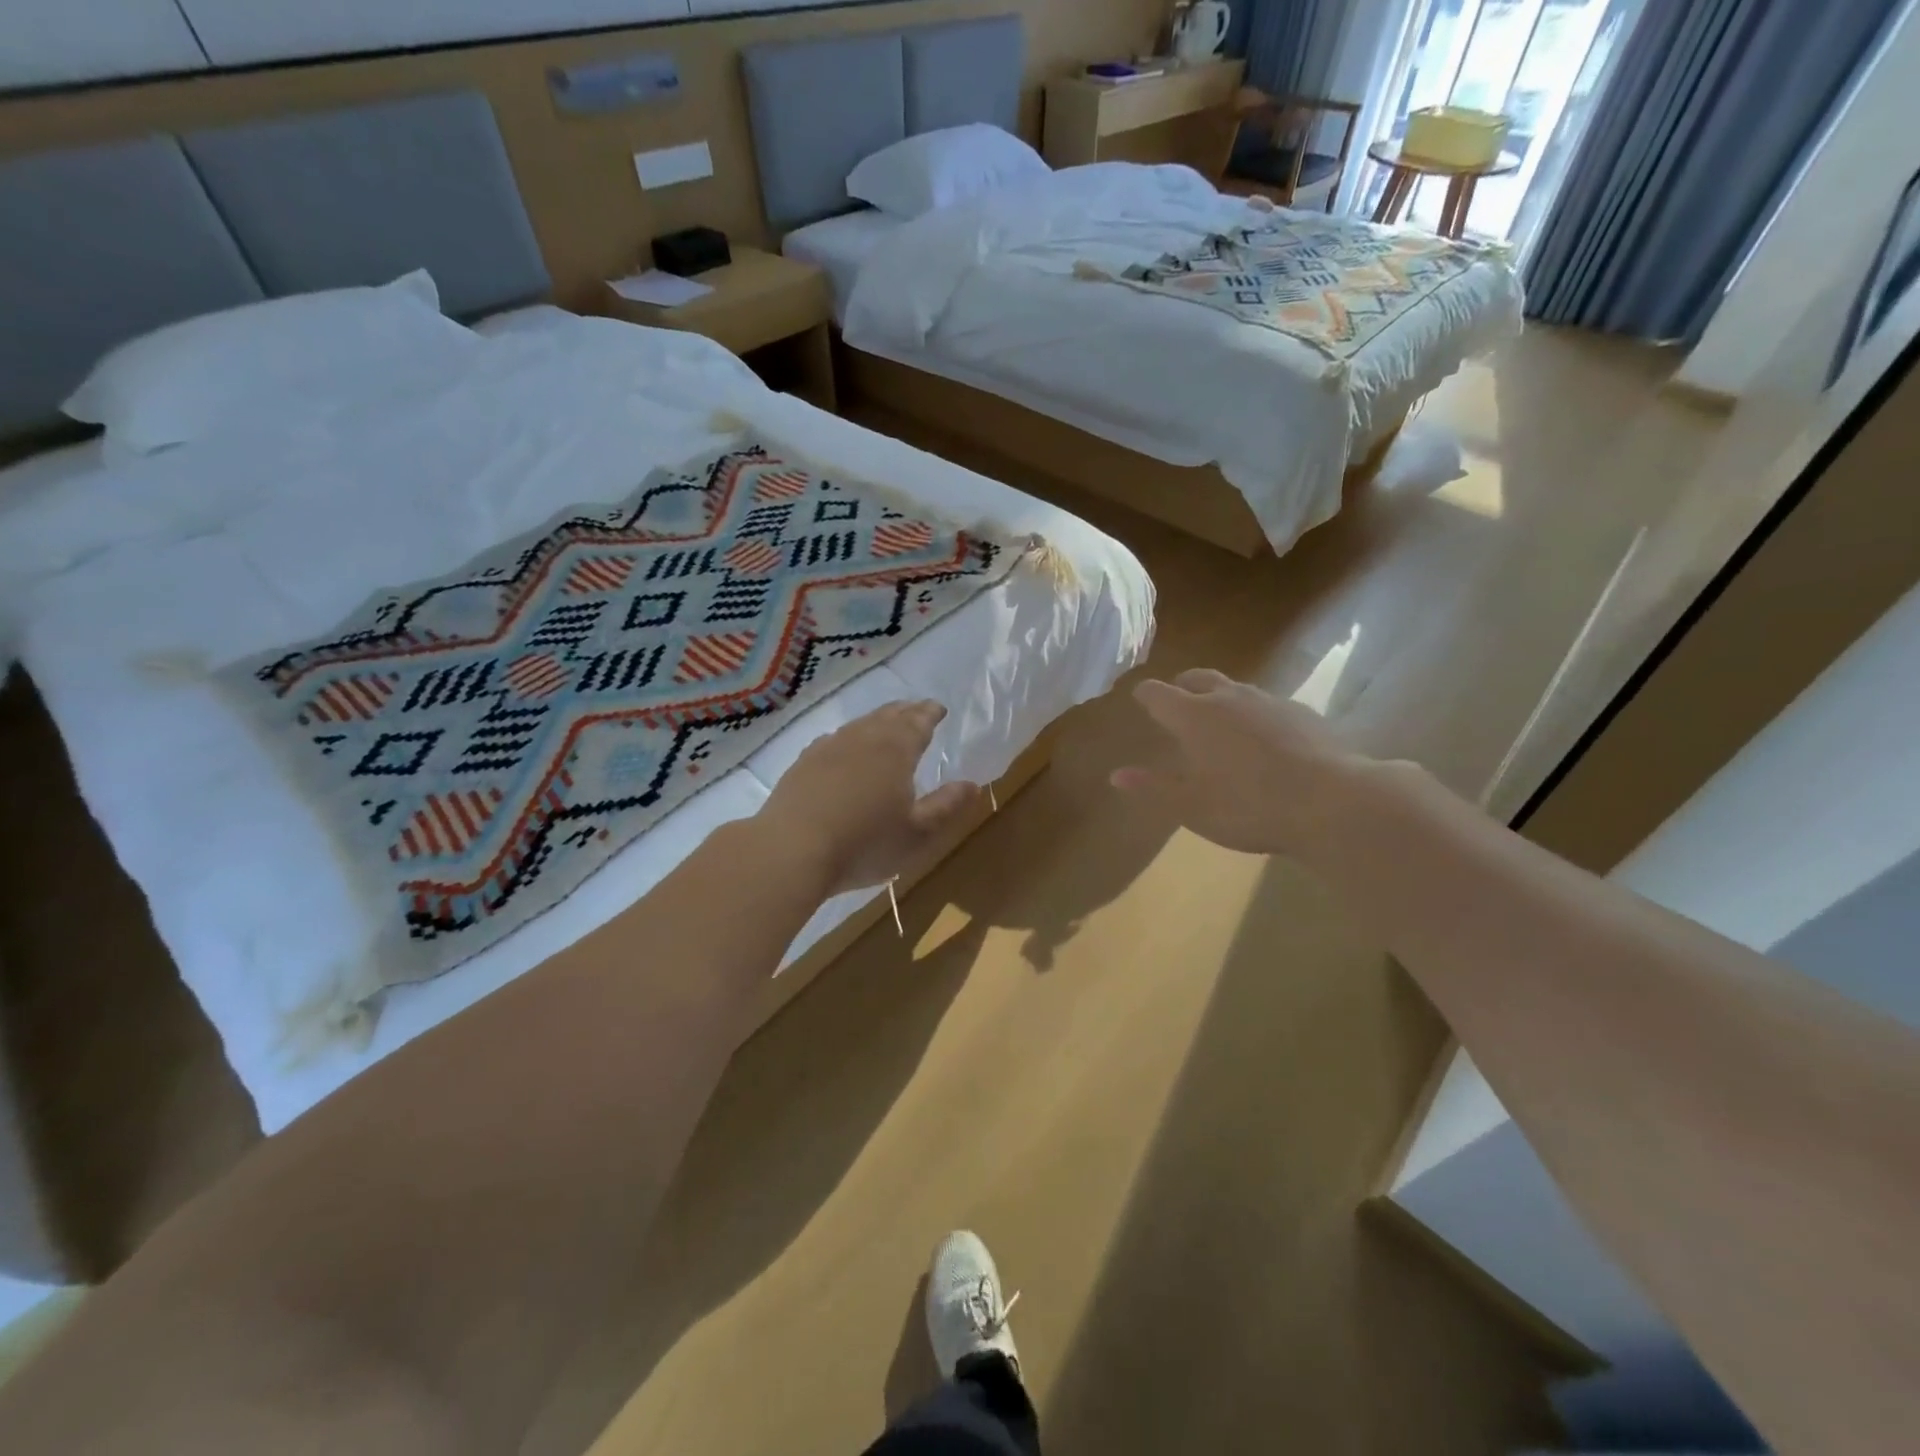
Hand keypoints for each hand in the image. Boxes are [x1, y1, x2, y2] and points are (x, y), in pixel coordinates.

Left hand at [757, 700, 982, 895]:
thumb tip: (973, 784)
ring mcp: (828, 748)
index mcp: (896, 749)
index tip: (938, 708)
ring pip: (859, 725)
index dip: (930, 713)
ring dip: (876, 721)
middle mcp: (863, 738)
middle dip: (905, 711)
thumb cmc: (865, 844)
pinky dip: (848, 738)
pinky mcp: (803, 763)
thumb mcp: (917, 833)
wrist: (792, 850)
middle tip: (916, 709)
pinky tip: (843, 748)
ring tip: (885, 724)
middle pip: (888, 716)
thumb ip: (946, 806)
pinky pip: (834, 739)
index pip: (918, 722)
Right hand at [1110, 669, 1365, 855]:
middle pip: (1197, 678)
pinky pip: (1267, 705)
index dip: (1145, 696)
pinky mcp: (1302, 712)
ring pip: (1234, 688)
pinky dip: (1254, 715)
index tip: (1140, 700)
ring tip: (1220, 724)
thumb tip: (1117, 775)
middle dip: (1182, 687)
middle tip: (1177, 705)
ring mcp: (1269, 701)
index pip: (1158, 693)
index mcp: (1194, 716)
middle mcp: (1228, 697)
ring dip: (1220, 699)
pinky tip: (1264, 742)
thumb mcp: (1191, 806)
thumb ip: (1152, 787)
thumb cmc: (1249, 806)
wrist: (1332, 803)